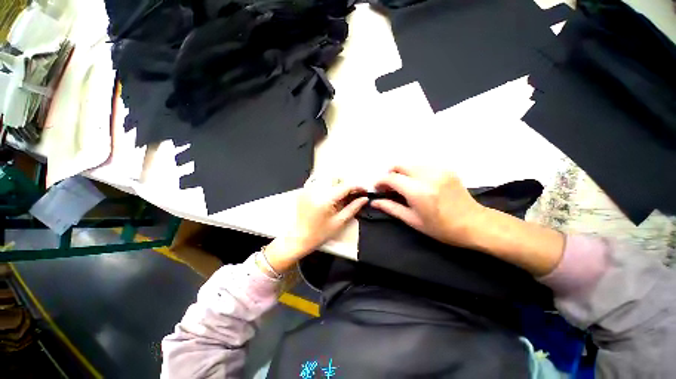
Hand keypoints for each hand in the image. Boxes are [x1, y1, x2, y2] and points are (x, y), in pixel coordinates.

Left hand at [264, 180, 367, 272]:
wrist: (299, 239)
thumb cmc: (319, 234)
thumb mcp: (339, 222)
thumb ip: (353, 208)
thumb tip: (364, 199)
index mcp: (325, 198)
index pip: (345, 187)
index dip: (357, 187)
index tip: (365, 191)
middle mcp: (316, 190)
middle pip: (338, 183)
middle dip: (349, 188)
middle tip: (357, 196)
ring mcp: (309, 190)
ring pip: (330, 183)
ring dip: (340, 189)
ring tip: (346, 198)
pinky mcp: (305, 192)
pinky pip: (321, 186)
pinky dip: (330, 190)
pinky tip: (333, 199)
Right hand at [371, 166, 485, 247]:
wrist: (475, 224)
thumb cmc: (441, 228)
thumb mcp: (413, 220)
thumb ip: (391, 208)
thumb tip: (374, 202)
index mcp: (418, 192)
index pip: (391, 178)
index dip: (380, 182)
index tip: (378, 188)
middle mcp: (427, 176)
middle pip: (399, 166)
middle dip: (390, 175)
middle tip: (390, 188)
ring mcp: (438, 170)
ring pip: (410, 165)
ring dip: (402, 173)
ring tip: (404, 187)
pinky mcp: (446, 169)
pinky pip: (422, 166)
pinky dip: (414, 173)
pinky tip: (418, 185)